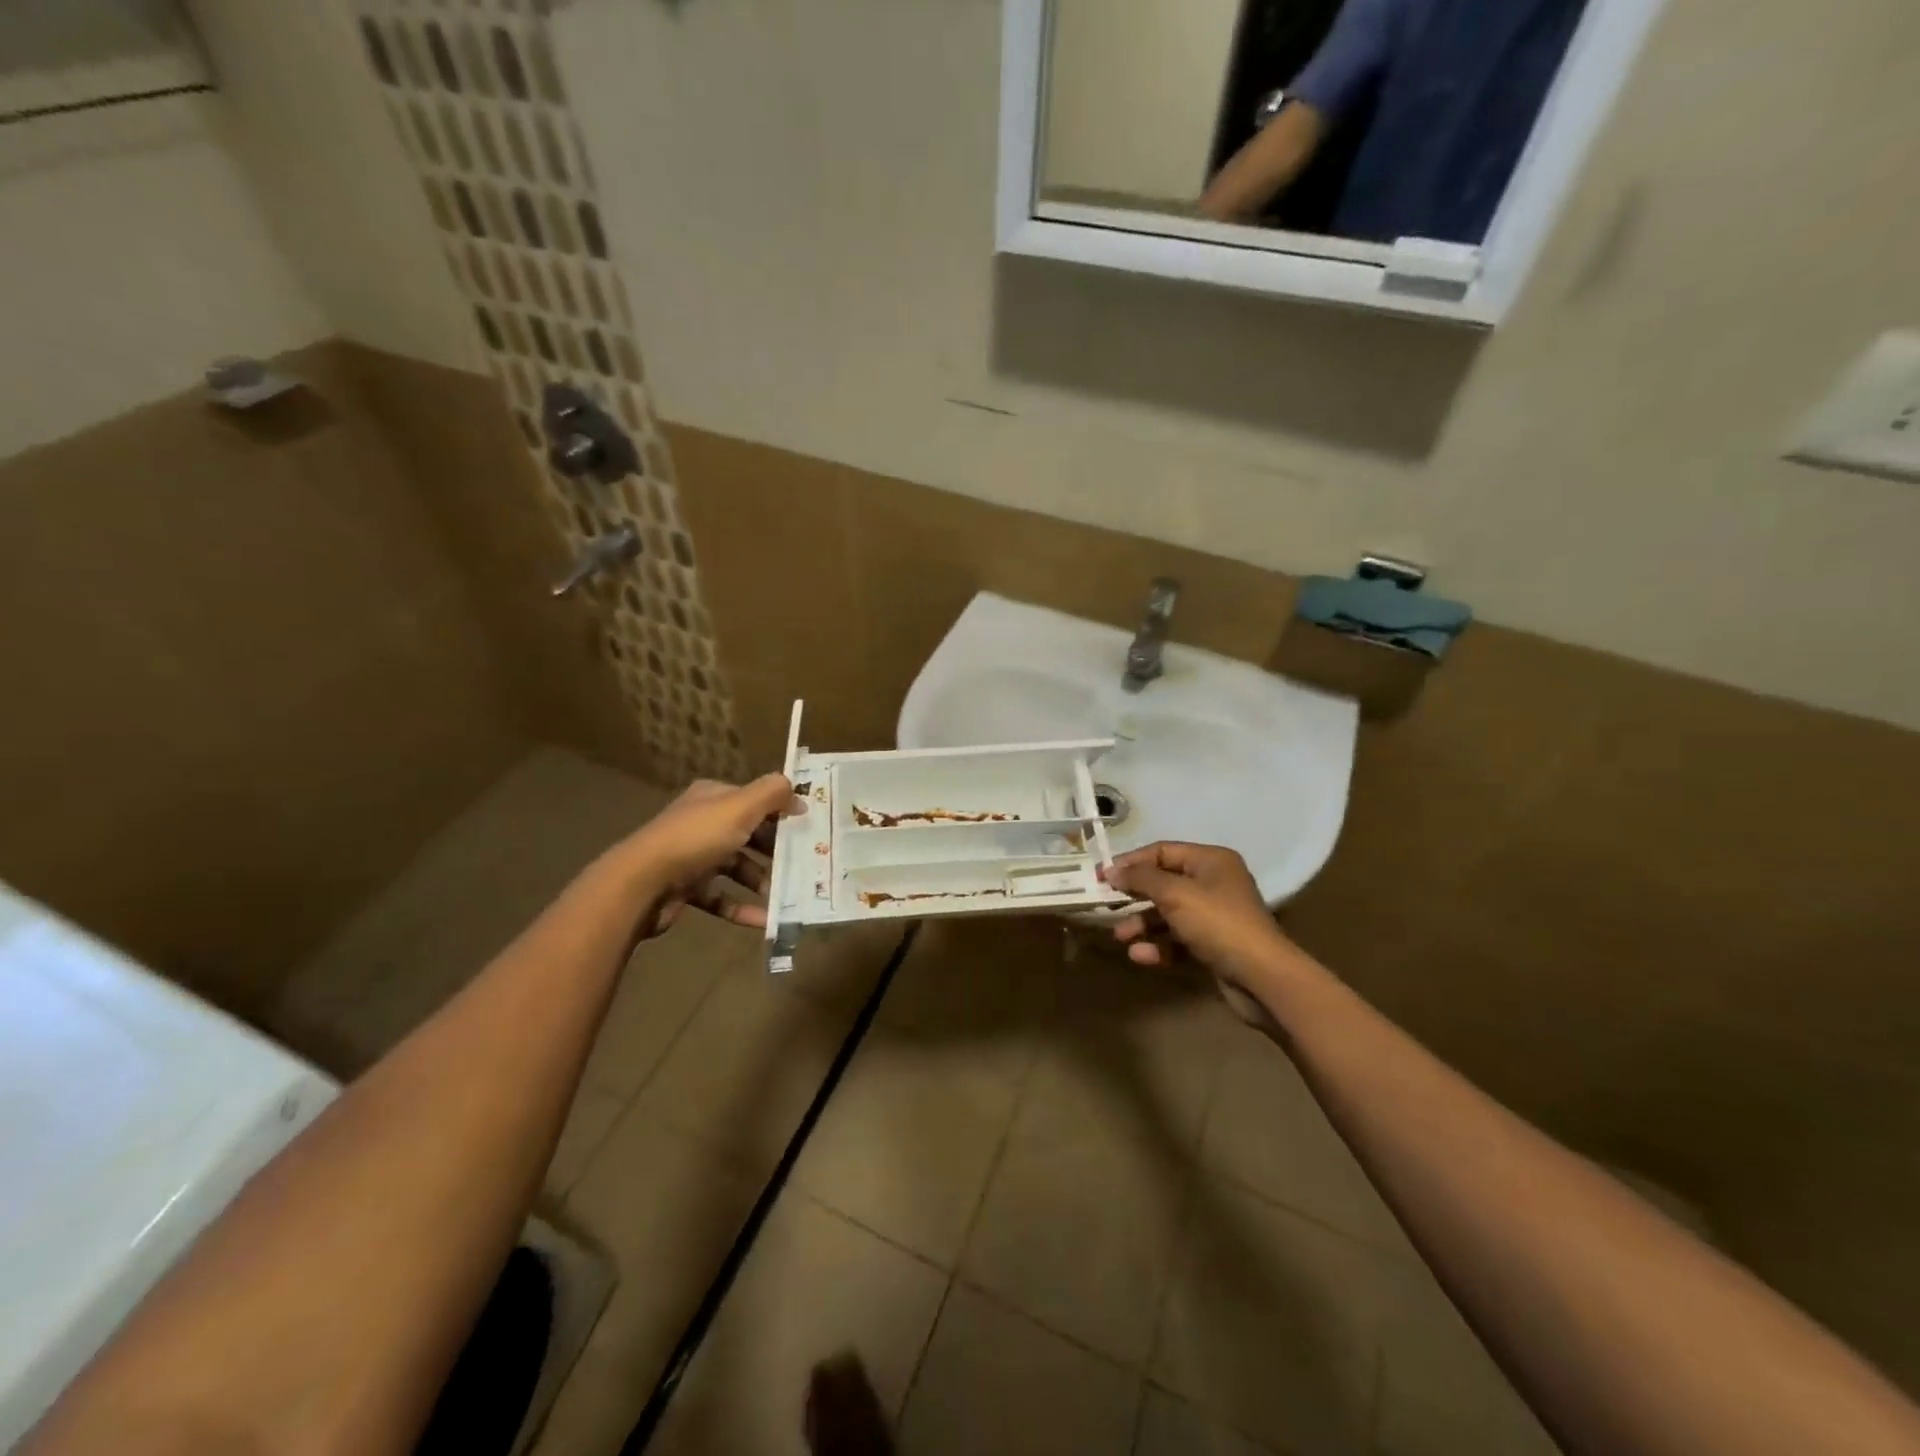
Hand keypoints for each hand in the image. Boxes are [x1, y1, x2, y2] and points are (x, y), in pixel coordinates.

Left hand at [617, 774, 801, 935]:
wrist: (641, 883)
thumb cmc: (696, 838)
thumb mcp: (740, 807)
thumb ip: (772, 794)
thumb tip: (799, 795)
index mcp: (713, 798)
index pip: (753, 800)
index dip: (781, 811)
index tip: (809, 828)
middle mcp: (702, 823)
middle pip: (748, 834)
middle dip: (775, 850)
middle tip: (804, 864)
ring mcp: (692, 857)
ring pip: (737, 867)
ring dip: (762, 881)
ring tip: (786, 895)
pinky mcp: (686, 889)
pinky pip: (722, 897)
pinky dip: (743, 907)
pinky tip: (765, 920)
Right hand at [1106, 842, 1295, 1025]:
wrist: (1262, 978)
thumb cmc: (1217, 923)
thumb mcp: (1175, 894)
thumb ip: (1140, 879)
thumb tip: (1111, 870)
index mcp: (1211, 861)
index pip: (1163, 851)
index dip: (1131, 862)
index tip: (1101, 875)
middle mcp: (1214, 883)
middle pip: (1163, 883)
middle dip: (1134, 896)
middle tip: (1105, 905)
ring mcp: (1214, 916)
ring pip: (1168, 914)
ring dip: (1142, 924)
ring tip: (1121, 936)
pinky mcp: (1213, 946)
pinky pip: (1177, 939)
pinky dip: (1158, 946)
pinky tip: (1140, 956)